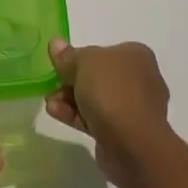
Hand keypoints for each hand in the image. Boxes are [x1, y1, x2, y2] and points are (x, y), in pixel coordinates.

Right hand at [44, 39, 172, 185]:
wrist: (133, 144)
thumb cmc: (112, 90)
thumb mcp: (84, 62)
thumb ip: (68, 55)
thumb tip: (56, 44)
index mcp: (136, 55)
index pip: (104, 51)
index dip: (80, 56)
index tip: (60, 63)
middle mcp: (139, 79)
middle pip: (98, 76)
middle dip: (71, 80)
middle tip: (51, 83)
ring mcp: (133, 108)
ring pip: (96, 99)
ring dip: (70, 98)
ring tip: (48, 101)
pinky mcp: (124, 132)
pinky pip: (96, 118)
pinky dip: (76, 115)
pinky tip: (55, 112)